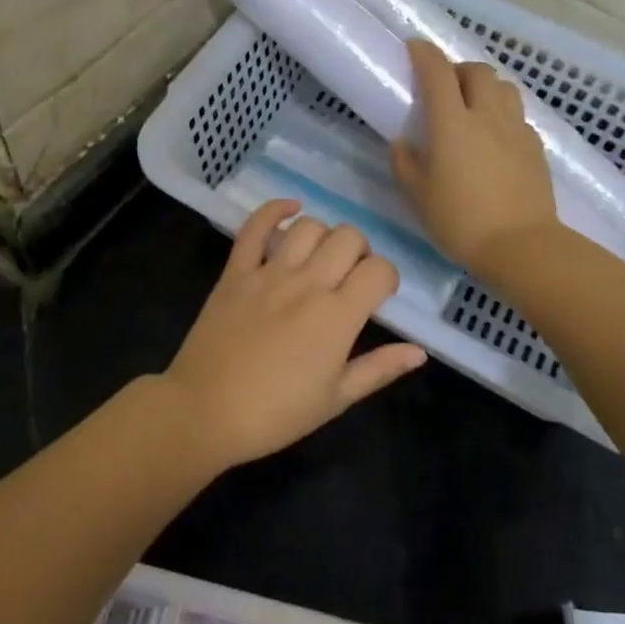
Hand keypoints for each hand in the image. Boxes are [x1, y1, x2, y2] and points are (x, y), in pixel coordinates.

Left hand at [159, 199, 426, 468]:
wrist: (205, 411)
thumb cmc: (276, 414)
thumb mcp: (336, 399)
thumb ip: (379, 369)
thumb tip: (419, 351)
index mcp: (337, 316)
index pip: (379, 270)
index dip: (387, 277)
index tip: (378, 295)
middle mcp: (307, 284)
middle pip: (348, 237)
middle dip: (360, 251)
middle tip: (350, 277)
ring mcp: (268, 273)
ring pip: (308, 226)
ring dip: (323, 235)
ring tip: (320, 257)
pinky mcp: (235, 271)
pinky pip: (254, 227)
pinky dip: (274, 210)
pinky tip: (290, 209)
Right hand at [390, 39, 559, 274]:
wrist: (521, 246)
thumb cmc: (461, 221)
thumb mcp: (418, 195)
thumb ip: (405, 163)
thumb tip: (402, 143)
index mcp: (453, 124)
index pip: (438, 73)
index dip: (425, 54)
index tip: (414, 47)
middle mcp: (487, 116)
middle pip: (477, 71)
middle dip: (458, 69)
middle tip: (444, 87)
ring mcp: (516, 129)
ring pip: (504, 87)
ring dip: (485, 87)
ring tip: (473, 107)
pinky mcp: (535, 147)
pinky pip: (518, 115)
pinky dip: (502, 114)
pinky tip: (495, 137)